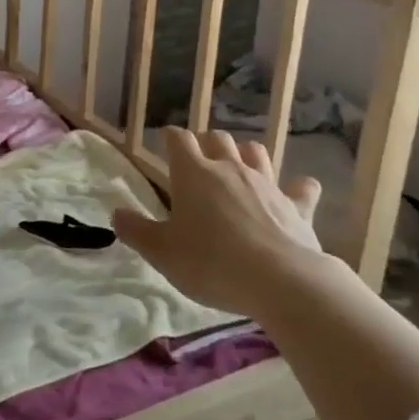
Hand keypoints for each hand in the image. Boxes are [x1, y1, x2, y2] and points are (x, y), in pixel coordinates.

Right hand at [111, 128, 323, 317]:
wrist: (280, 280)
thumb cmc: (211, 263)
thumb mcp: (162, 253)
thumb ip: (136, 231)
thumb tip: (116, 213)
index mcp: (193, 174)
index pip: (178, 139)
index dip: (170, 138)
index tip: (164, 145)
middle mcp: (230, 169)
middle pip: (218, 138)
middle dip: (206, 143)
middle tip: (198, 162)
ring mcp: (267, 184)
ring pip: (256, 152)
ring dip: (245, 155)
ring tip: (238, 169)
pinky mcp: (297, 206)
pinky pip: (302, 187)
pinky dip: (298, 188)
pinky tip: (296, 192)